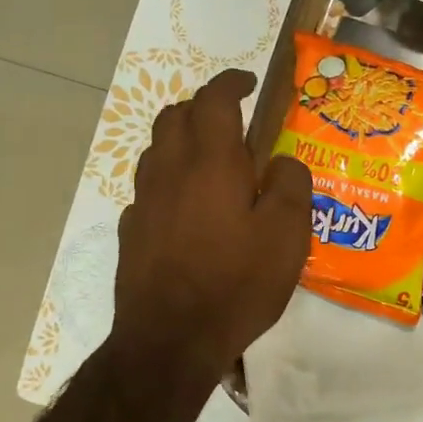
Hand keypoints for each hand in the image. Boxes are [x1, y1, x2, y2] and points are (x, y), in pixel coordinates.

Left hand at [112, 69, 311, 376]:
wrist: (171, 340)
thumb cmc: (237, 283)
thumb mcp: (287, 235)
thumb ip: (290, 185)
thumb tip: (280, 161)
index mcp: (211, 162)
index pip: (214, 99)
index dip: (231, 82)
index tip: (249, 82)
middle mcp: (170, 171)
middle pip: (175, 116)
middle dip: (202, 106)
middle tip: (231, 120)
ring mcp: (144, 201)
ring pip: (156, 149)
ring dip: (182, 140)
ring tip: (210, 160)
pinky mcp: (131, 232)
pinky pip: (149, 188)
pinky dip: (169, 180)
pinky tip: (187, 207)